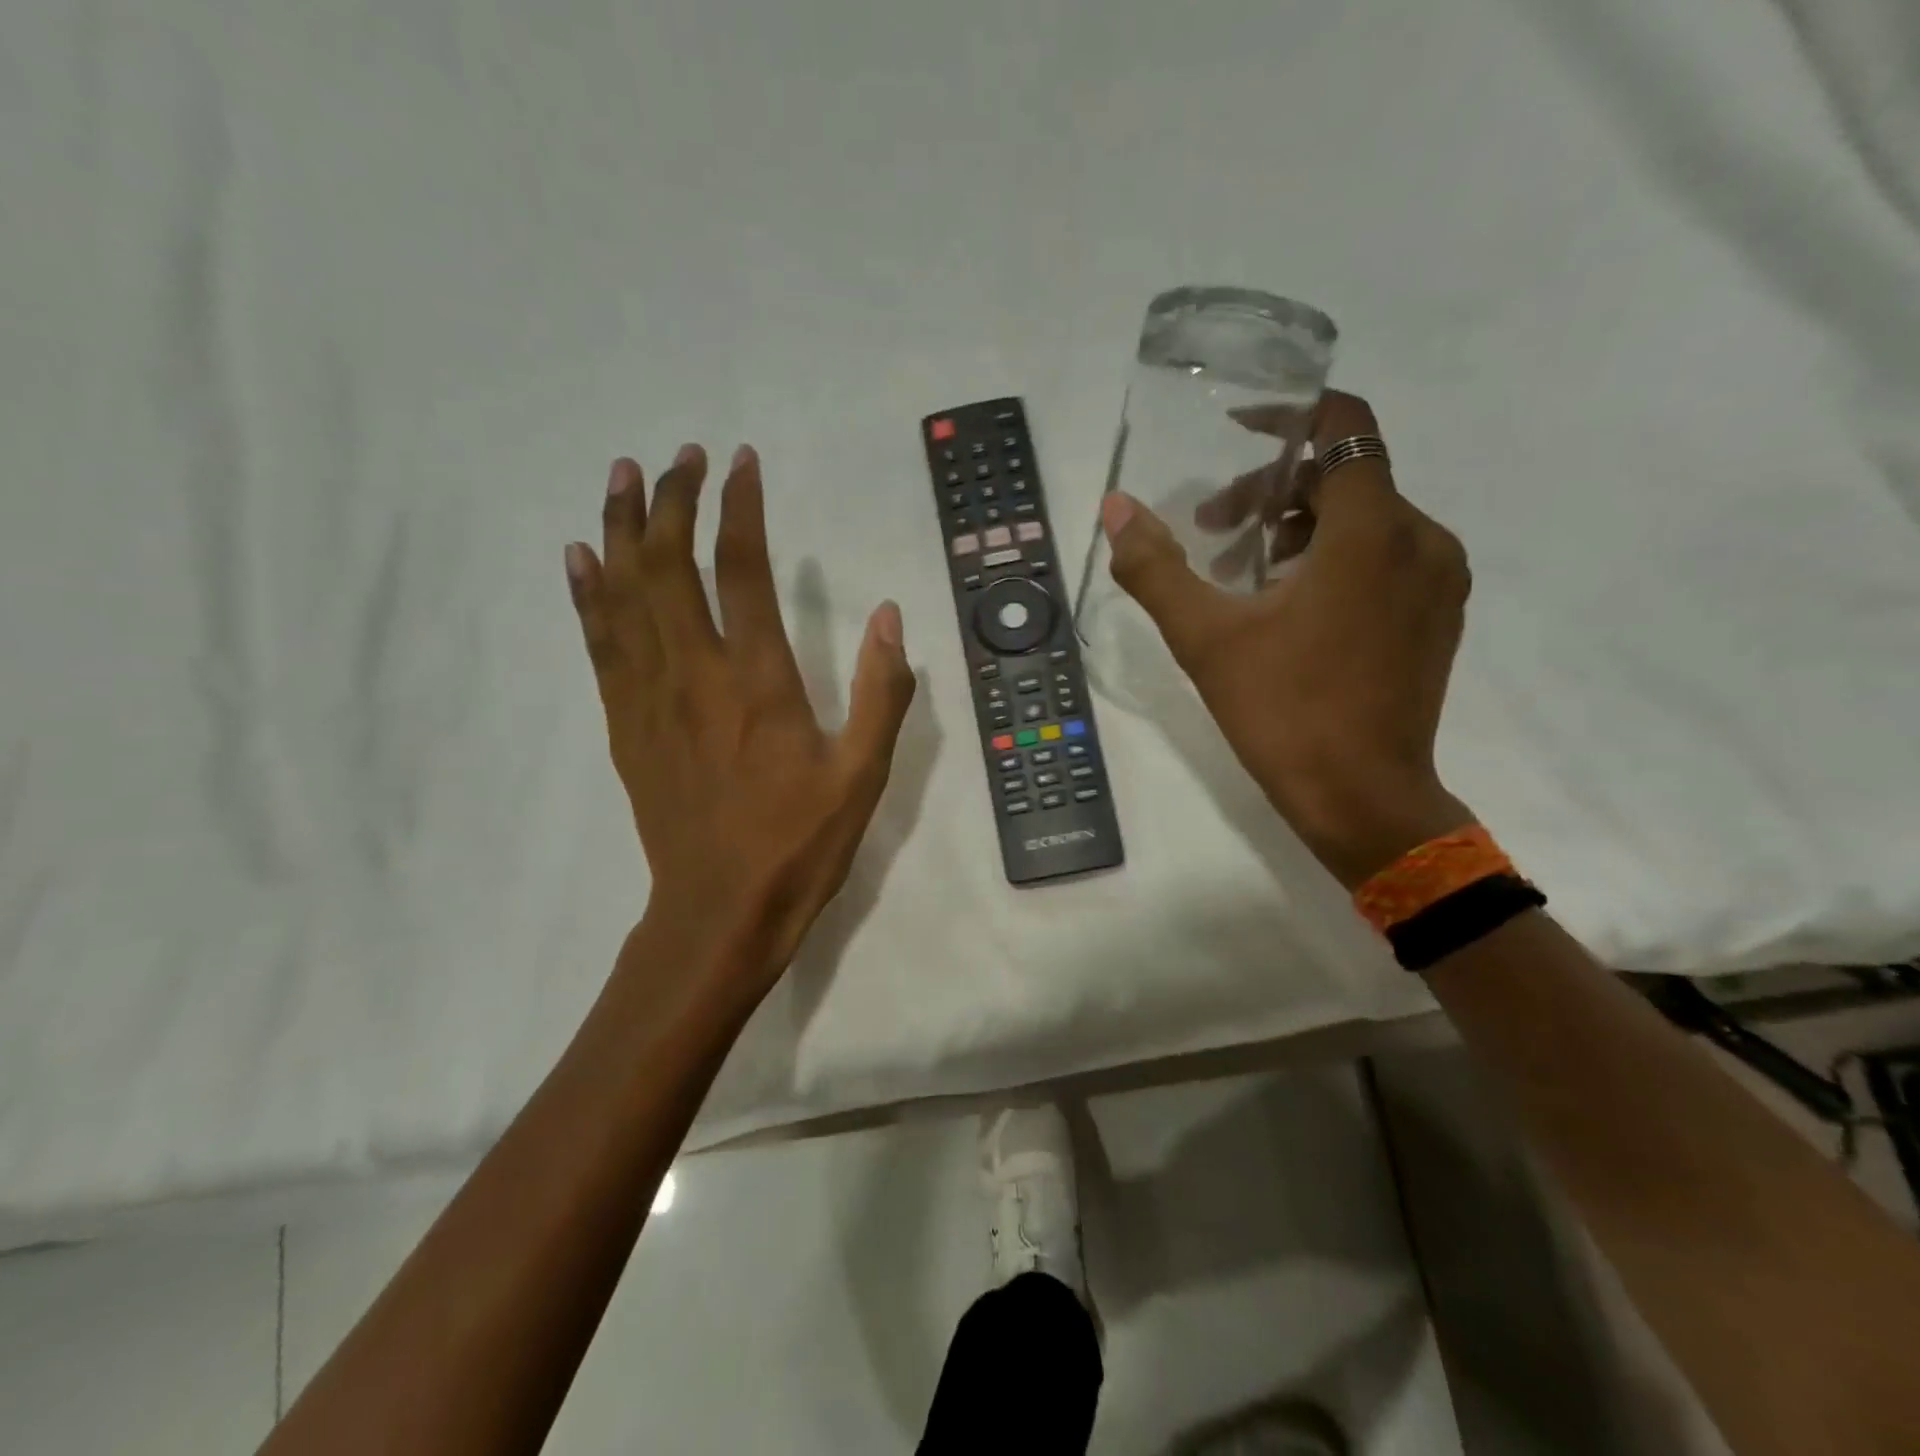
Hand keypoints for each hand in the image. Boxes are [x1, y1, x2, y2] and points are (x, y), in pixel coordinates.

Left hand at [564, 444, 914, 998]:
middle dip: (673, 500)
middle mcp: (696, 673)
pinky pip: (599, 644)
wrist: (720, 911)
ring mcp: (650, 697)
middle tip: (680, 455)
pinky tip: (581, 557)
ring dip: (621, 528)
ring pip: (624, 594)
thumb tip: (890, 617)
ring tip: (622, 475)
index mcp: (759, 681)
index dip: (740, 507)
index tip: (741, 462)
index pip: (744, 569)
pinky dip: (587, 593)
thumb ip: (881, 693)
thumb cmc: (799, 844)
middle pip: (670, 565)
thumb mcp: (864, 775)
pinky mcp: (625, 725)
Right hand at [1103, 391, 1472, 887]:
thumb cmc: (1284, 713)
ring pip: (1365, 518)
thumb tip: (1116, 509)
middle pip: (1345, 476)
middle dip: (1273, 490)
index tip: (1238, 431)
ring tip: (1244, 577)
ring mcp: (1437, 579)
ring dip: (1299, 528)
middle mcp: (1421, 538)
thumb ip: (1156, 568)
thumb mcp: (1205, 638)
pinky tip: (1290, 608)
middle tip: (1213, 530)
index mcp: (1372, 530)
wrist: (1363, 799)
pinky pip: (1386, 556)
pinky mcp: (1438, 615)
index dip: (1290, 415)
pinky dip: (1335, 559)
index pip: (1345, 424)